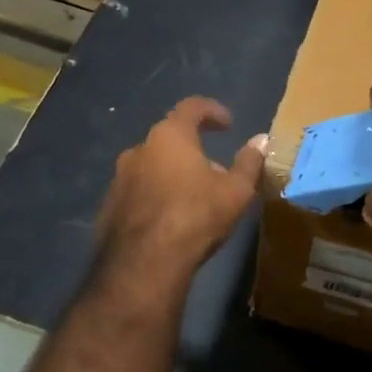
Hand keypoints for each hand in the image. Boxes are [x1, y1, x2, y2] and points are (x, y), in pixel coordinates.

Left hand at [96, 97, 267, 273]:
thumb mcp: (235, 191)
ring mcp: (120, 176)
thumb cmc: (195, 216)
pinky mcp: (109, 204)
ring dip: (173, 172)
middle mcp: (140, 148)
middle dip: (194, 149)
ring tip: (193, 197)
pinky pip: (138, 189)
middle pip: (170, 138)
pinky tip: (169, 218)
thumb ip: (249, 162)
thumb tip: (262, 140)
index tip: (228, 124)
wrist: (143, 263)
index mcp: (170, 136)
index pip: (191, 107)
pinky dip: (155, 194)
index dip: (212, 111)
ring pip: (152, 164)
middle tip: (215, 170)